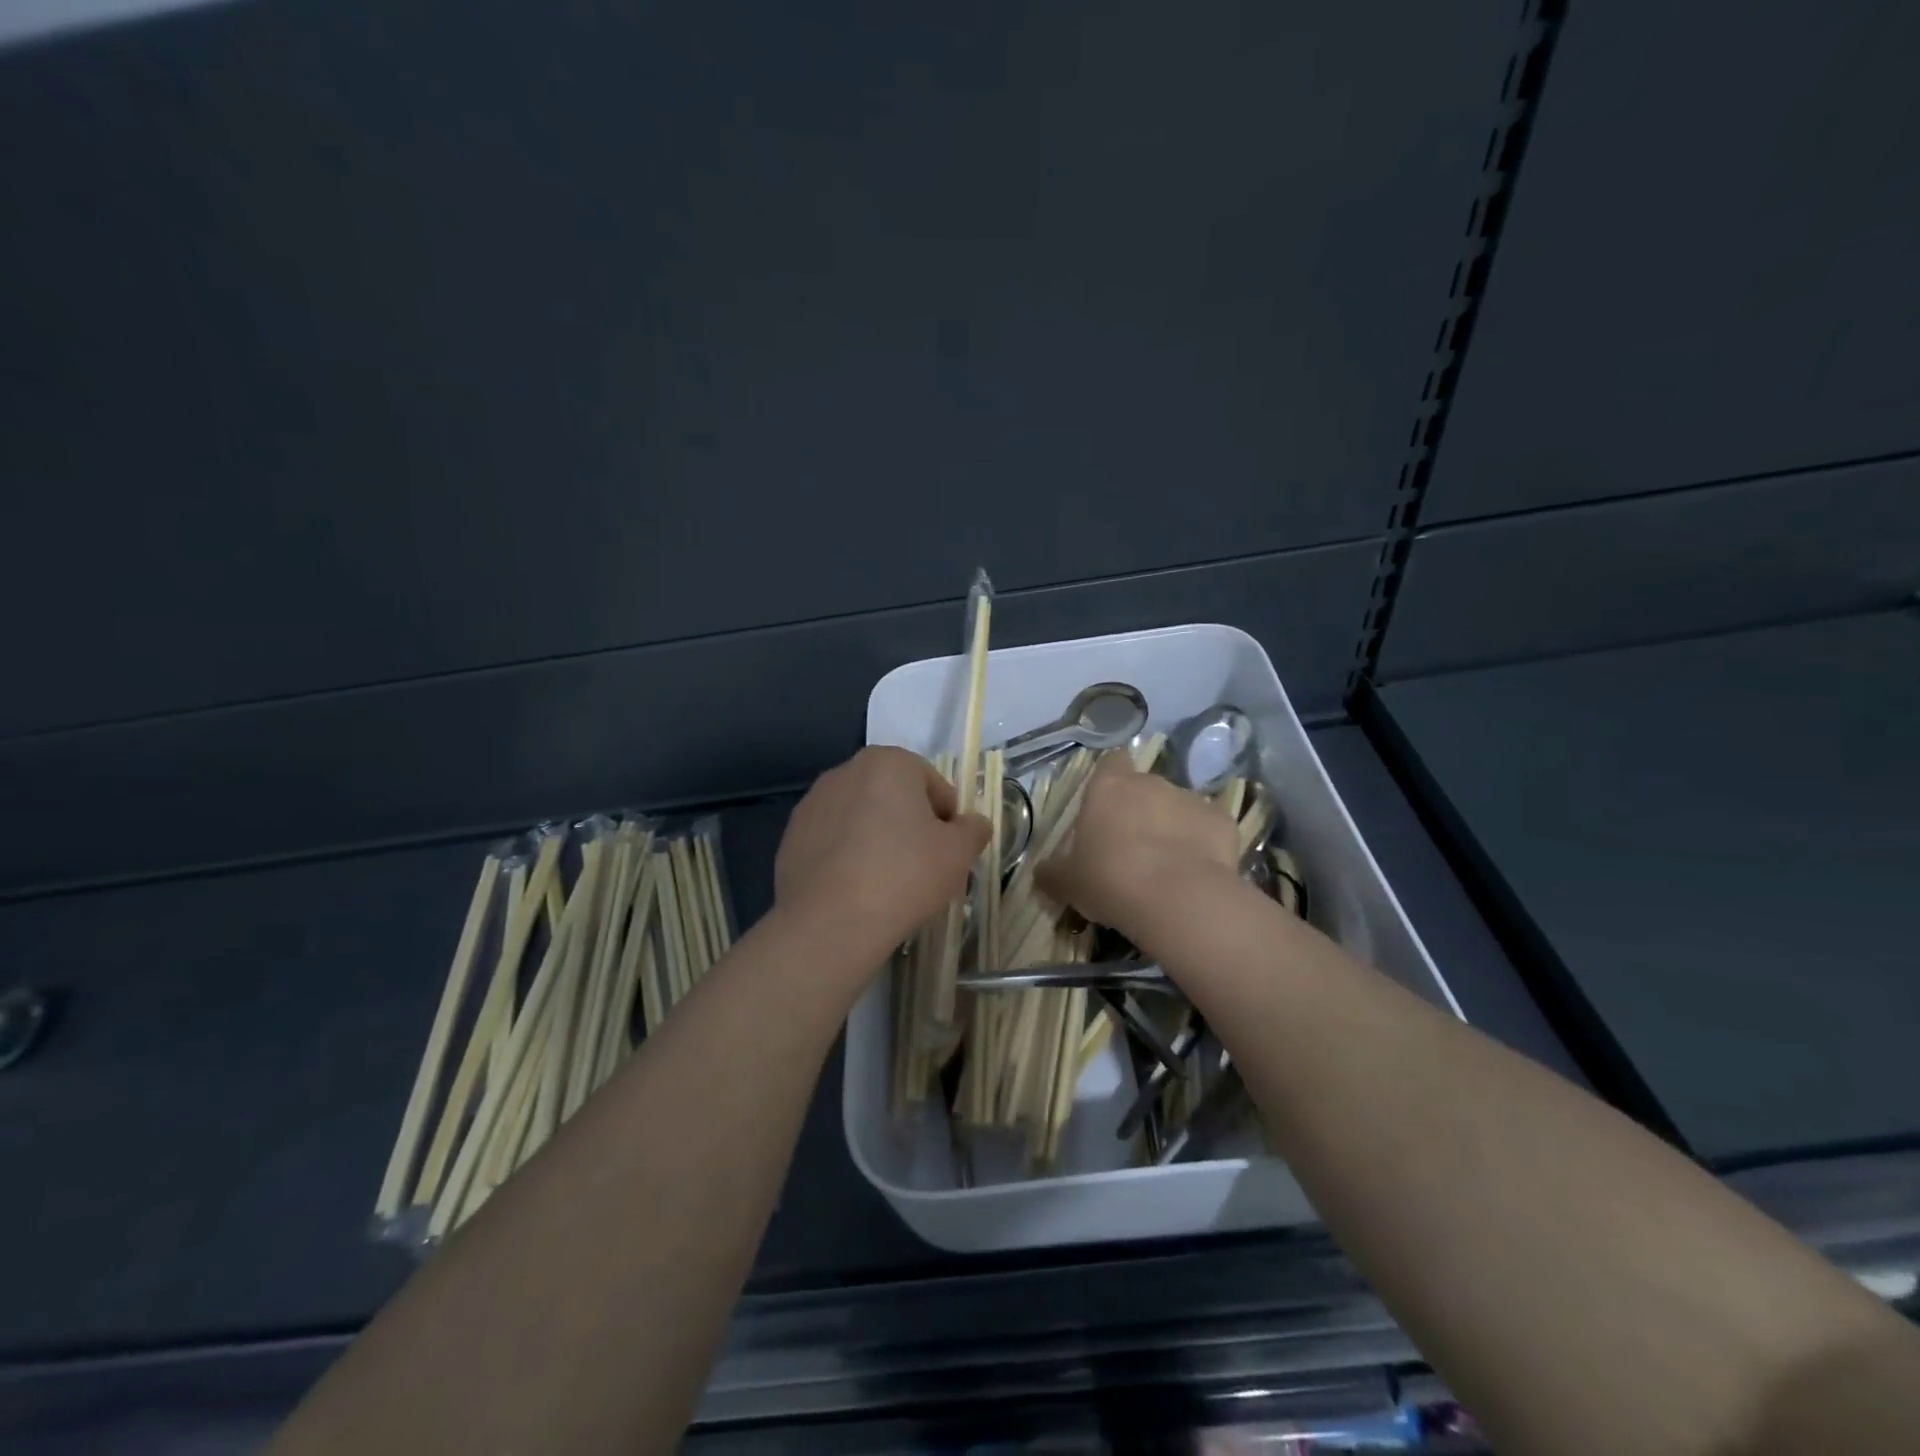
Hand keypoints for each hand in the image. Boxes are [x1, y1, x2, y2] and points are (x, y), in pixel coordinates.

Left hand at [775, 746, 991, 957]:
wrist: (830, 922)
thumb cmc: (904, 875)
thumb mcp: (958, 853)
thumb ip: (973, 830)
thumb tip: (974, 824)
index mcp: (888, 762)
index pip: (933, 785)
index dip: (948, 820)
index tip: (949, 853)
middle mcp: (846, 771)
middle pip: (894, 798)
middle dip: (911, 827)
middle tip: (924, 869)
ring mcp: (813, 803)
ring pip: (862, 819)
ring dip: (878, 840)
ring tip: (888, 883)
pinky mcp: (791, 837)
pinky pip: (834, 841)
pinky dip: (848, 857)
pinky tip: (857, 890)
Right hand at [1037, 754, 1240, 945]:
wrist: (1178, 899)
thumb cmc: (1110, 880)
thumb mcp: (1068, 883)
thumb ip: (1053, 872)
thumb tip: (1042, 873)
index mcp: (1108, 788)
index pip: (1110, 762)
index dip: (1109, 780)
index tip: (1106, 806)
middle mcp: (1150, 784)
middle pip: (1144, 788)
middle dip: (1140, 810)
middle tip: (1131, 849)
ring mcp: (1190, 799)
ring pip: (1178, 807)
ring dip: (1172, 827)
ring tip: (1167, 867)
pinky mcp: (1223, 821)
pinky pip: (1209, 829)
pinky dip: (1203, 845)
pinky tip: (1197, 873)